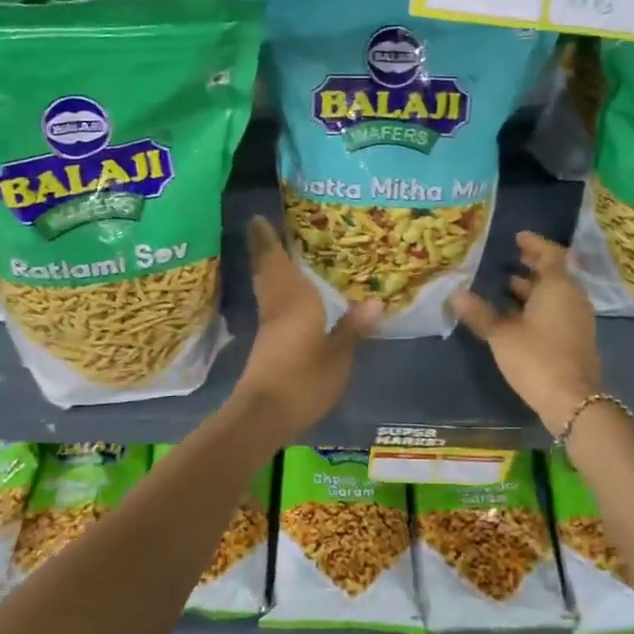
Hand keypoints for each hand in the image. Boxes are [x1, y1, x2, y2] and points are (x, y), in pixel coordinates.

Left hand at [234, 216, 381, 435]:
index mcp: (294, 300)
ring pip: (266, 288)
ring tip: (278, 253)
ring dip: (268, 268)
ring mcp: (268, 326)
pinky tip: (287, 295)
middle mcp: (277, 306)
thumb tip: (376, 301)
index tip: (257, 217)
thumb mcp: (338, 356)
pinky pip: (270, 304)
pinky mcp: (266, 344)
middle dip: (264, 249)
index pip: (277, 262)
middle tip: (264, 227)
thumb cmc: (303, 379)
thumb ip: (353, 328)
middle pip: (267, 271)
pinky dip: (275, 291)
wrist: (264, 415)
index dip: (266, 240)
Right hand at [452, 231, 600, 436]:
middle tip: (509, 257)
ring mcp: (577, 319)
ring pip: (554, 294)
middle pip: (554, 273)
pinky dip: (538, 305)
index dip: (534, 243)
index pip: (551, 254)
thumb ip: (480, 313)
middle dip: (532, 264)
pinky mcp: (575, 338)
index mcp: (558, 287)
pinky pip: (556, 310)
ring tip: (505, 284)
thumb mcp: (502, 335)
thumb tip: (456, 294)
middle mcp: (572, 297)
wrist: (573, 401)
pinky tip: (516, 314)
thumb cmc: (537, 359)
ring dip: (533, 287)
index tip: (517, 237)